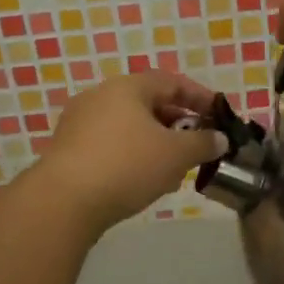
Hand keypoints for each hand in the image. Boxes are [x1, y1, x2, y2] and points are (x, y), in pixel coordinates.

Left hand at [34, 70, 227, 234]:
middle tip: (197, 144)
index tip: (219, 115)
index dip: (200, 97)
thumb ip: (203, 143)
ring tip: (173, 169)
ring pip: (129, 126)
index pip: (172, 81)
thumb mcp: (175, 154)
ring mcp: (79, 122)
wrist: (63, 202)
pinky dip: (132, 155)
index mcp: (128, 87)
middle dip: (177, 124)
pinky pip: (110, 144)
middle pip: (148, 102)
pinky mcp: (67, 149)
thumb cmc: (126, 165)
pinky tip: (142, 180)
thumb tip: (220, 138)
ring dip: (155, 142)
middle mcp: (101, 95)